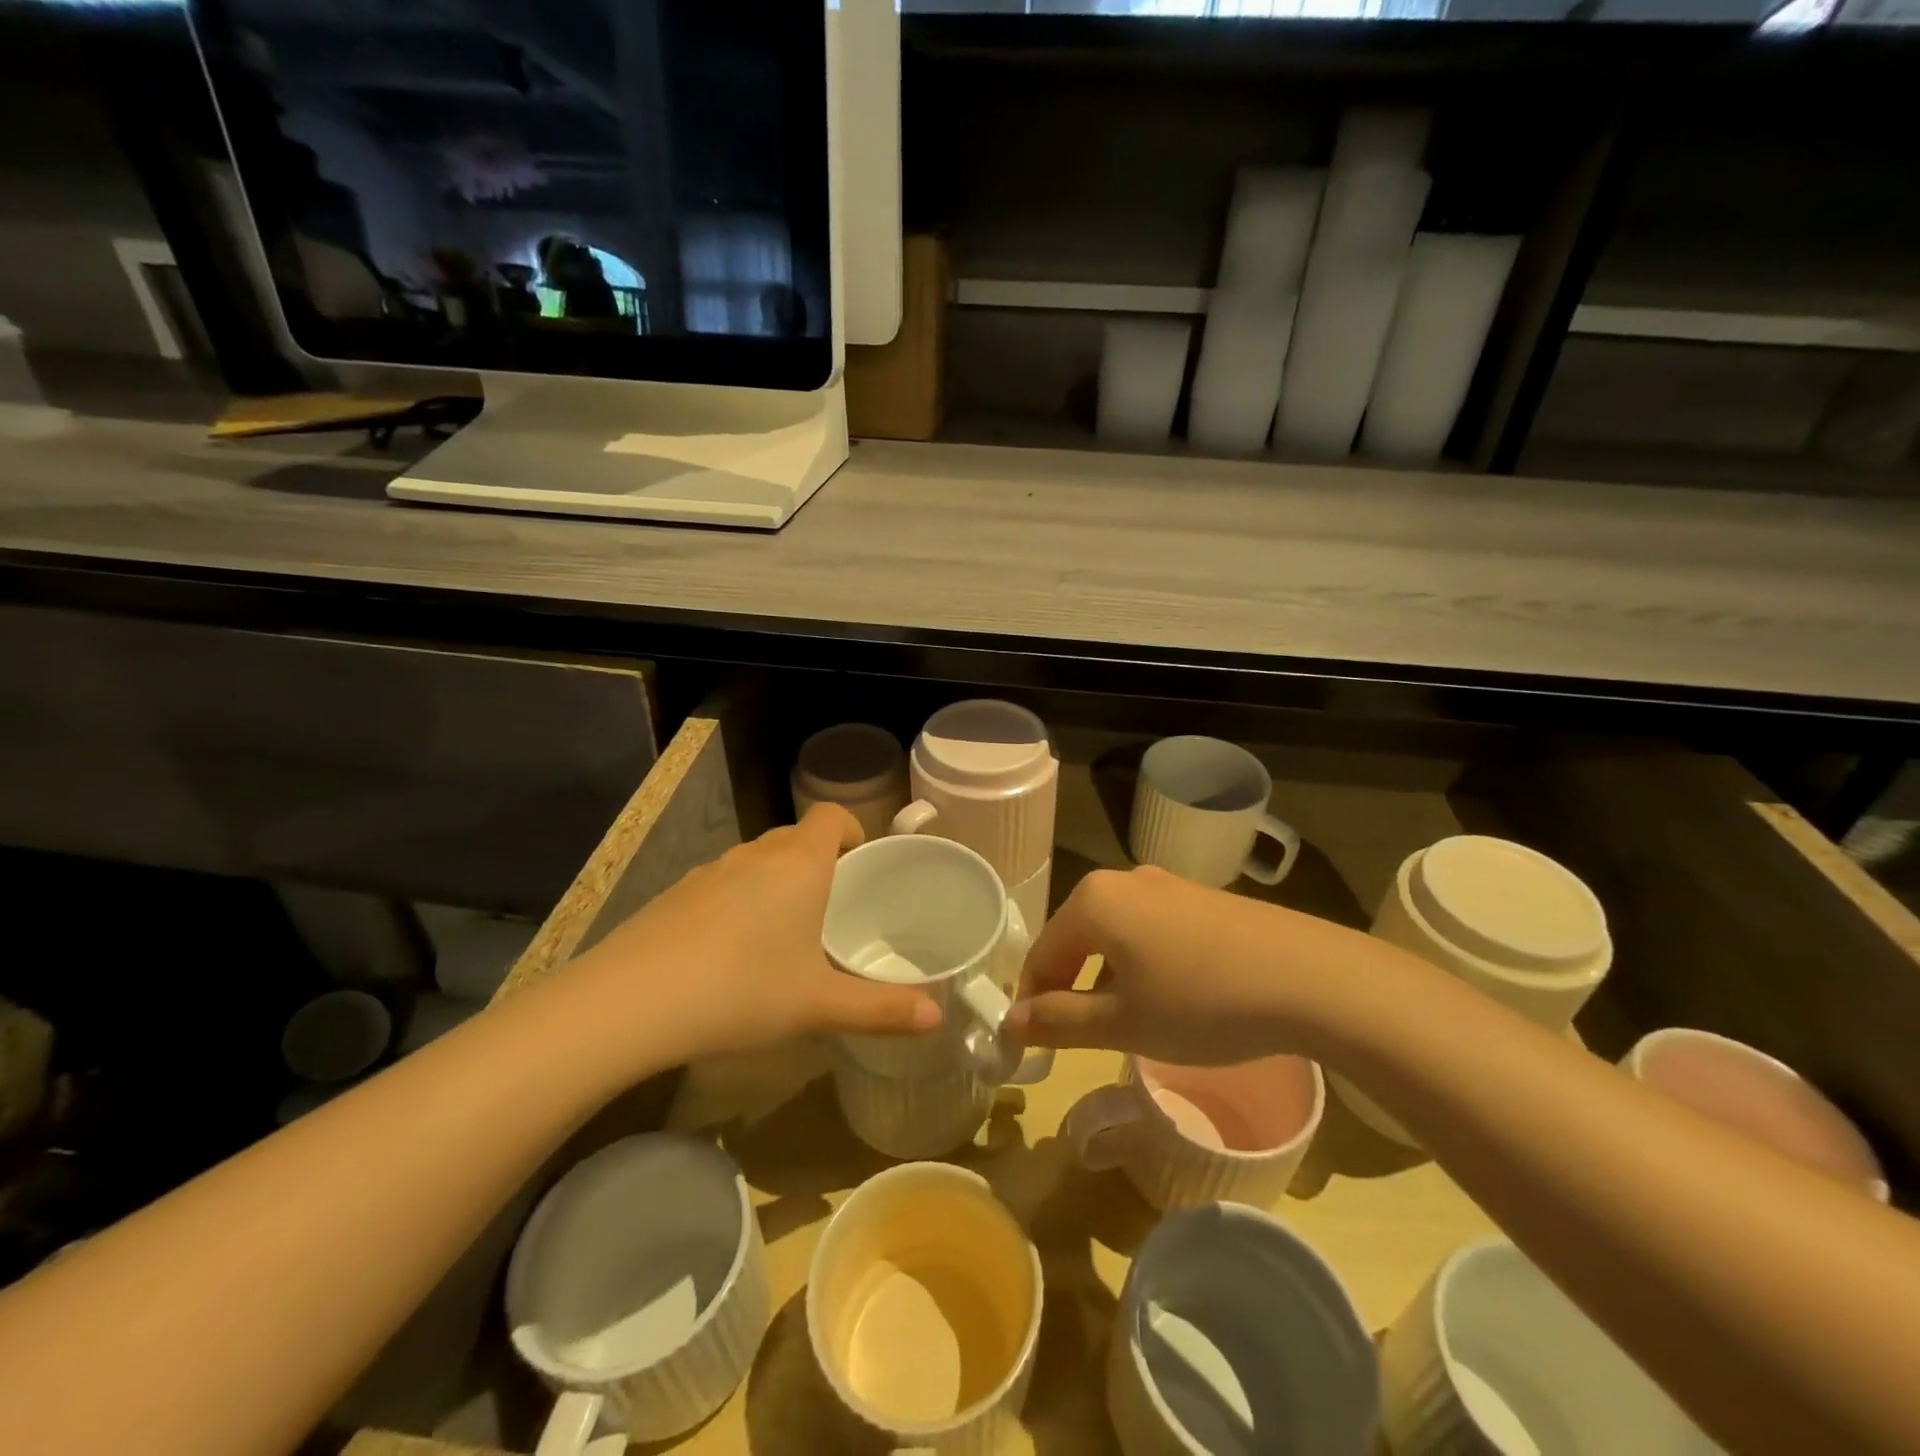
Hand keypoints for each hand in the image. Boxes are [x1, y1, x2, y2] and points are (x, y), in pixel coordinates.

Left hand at [570, 805, 940, 1062]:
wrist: (629, 1002)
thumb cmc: (741, 990)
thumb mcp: (818, 1006)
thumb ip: (882, 1010)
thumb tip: (937, 1017)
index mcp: (799, 864)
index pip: (832, 816)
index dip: (851, 830)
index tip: (860, 865)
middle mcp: (755, 855)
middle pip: (796, 837)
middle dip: (818, 863)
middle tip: (831, 910)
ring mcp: (709, 871)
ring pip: (755, 861)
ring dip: (775, 883)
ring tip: (781, 936)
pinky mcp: (674, 895)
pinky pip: (721, 885)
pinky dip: (736, 903)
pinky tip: (727, 954)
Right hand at [1006, 865, 1369, 1065]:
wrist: (1309, 978)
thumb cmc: (1201, 1002)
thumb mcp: (1122, 1023)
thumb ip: (1059, 1022)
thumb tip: (1011, 1023)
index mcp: (1093, 901)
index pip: (1042, 954)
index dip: (1033, 1003)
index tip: (1034, 1046)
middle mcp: (1123, 880)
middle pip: (1076, 939)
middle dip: (1070, 988)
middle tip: (1080, 1038)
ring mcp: (1167, 884)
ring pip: (1115, 935)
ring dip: (1107, 978)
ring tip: (1128, 1023)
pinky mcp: (1201, 898)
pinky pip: (1151, 930)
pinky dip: (1143, 964)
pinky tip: (1172, 998)